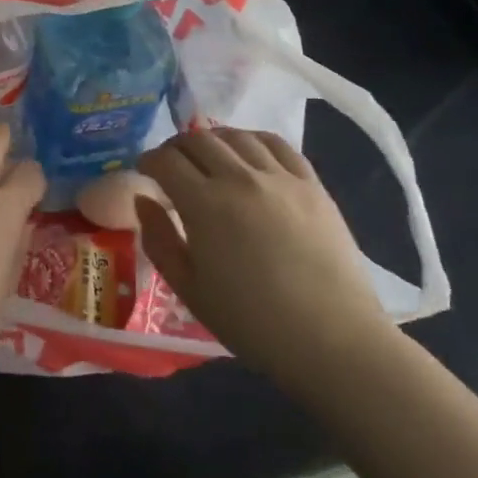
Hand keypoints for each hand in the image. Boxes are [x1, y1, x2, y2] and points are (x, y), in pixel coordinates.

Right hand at [136, 128, 392, 383]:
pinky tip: (248, 151)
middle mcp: (239, 178)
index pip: (166, 161)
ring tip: (208, 155)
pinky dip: (253, 139)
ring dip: (212, 139)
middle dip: (176, 147)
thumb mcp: (190, 291)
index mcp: (205, 205)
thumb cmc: (253, 324)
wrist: (333, 341)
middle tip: (171, 163)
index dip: (148, 160)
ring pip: (236, 136)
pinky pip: (277, 144)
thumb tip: (144, 201)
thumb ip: (159, 241)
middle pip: (198, 139)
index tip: (144, 170)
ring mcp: (279, 177)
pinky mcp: (311, 183)